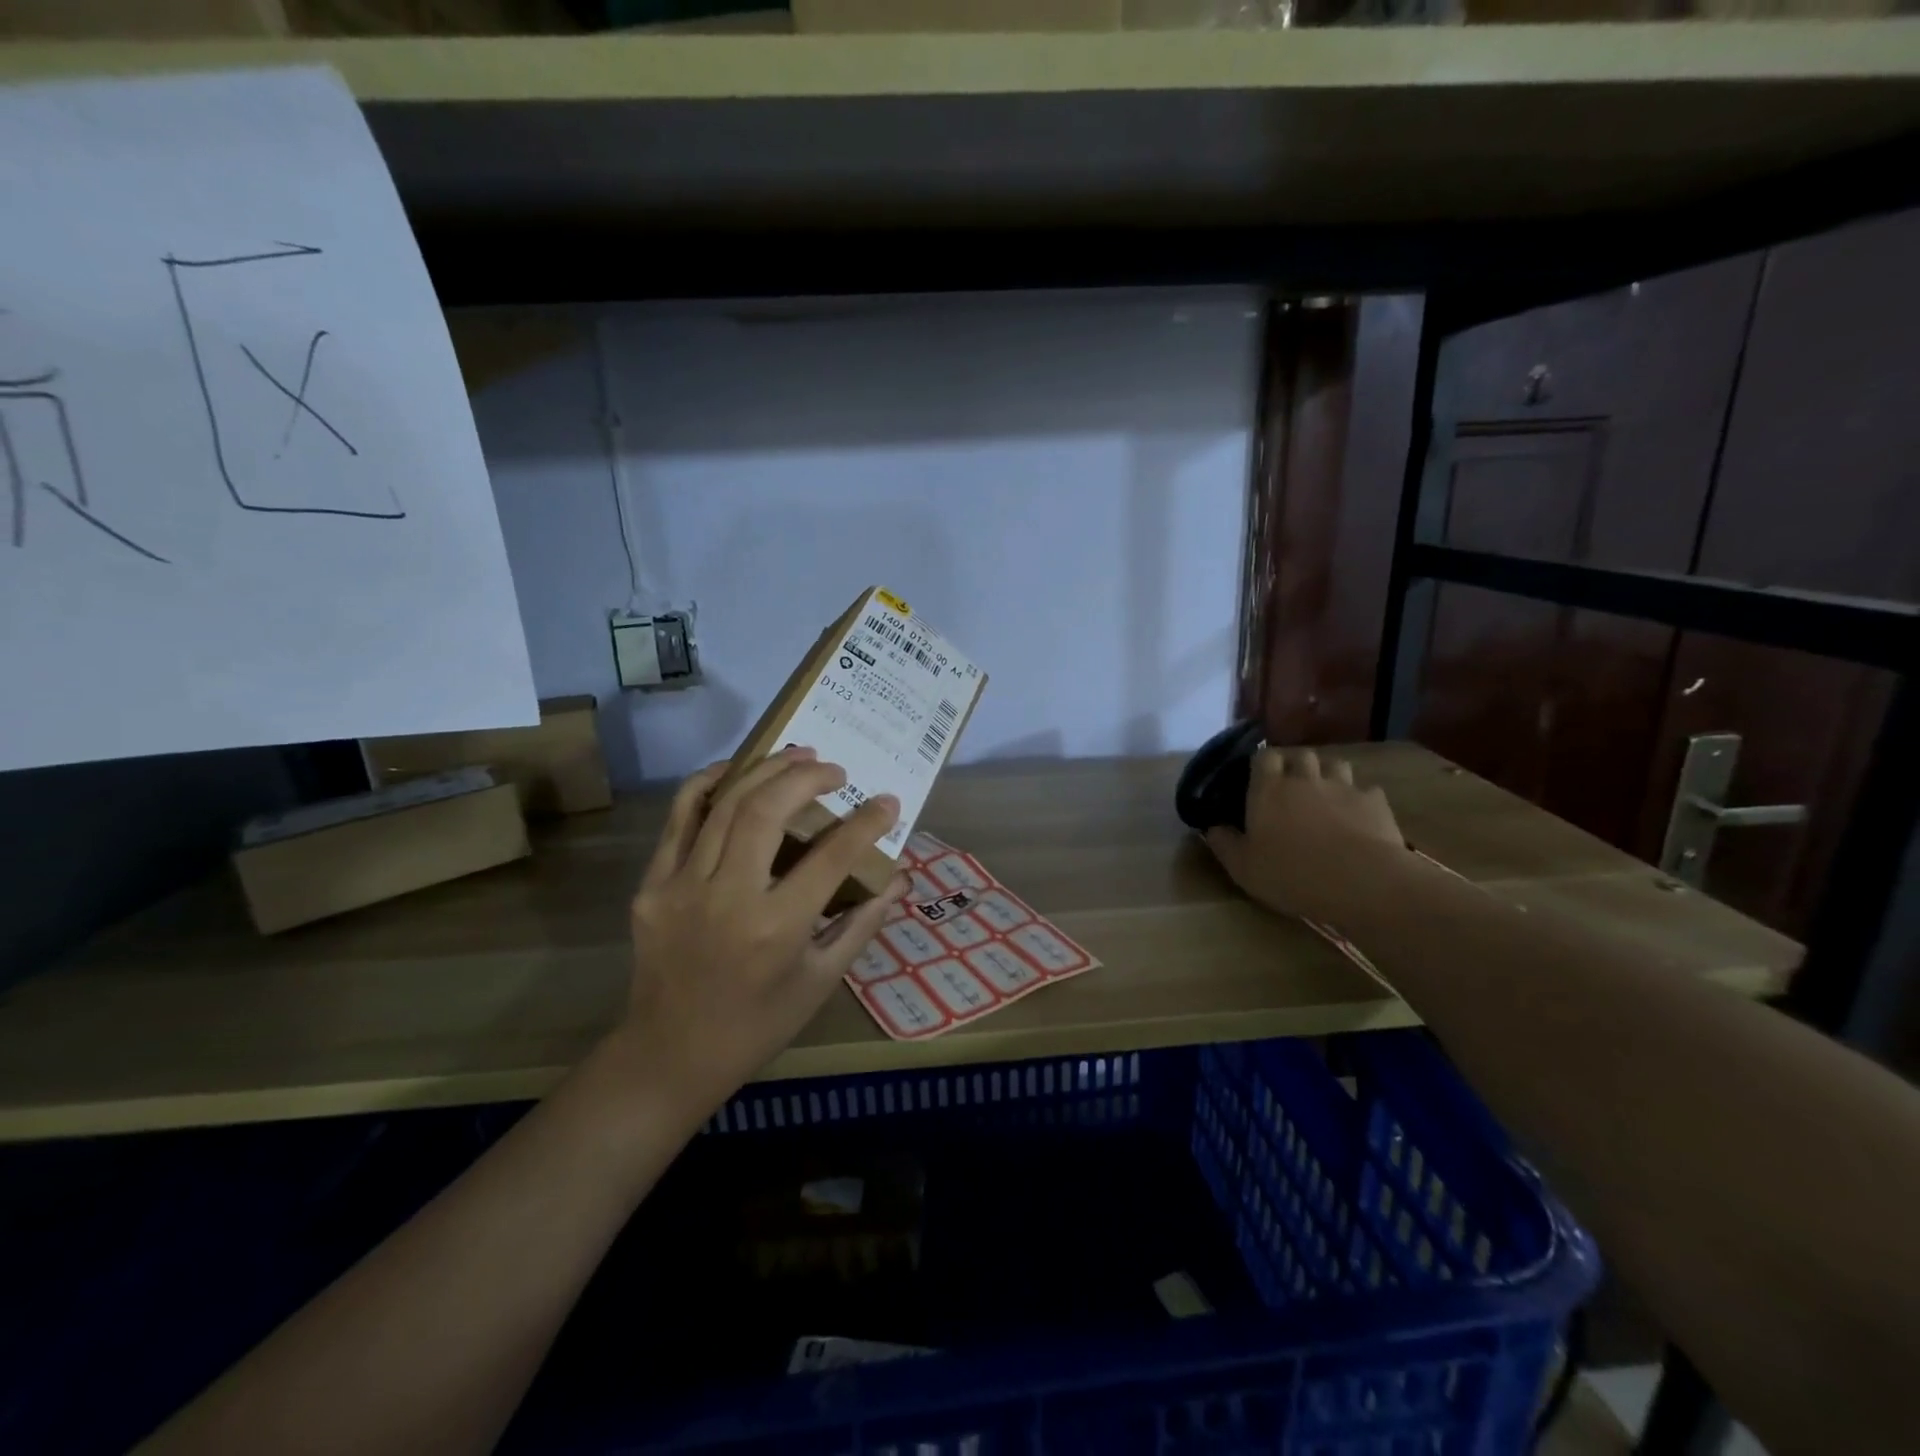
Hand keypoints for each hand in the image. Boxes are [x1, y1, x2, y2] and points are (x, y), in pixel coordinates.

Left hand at [615, 746, 908, 1118]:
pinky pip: (680, 818)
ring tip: (797, 756)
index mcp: (777, 928)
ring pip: (726, 805)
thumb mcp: (820, 980)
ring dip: (766, 771)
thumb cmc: (757, 1024)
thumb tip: (899, 879)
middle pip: (768, 812)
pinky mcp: (652, 884)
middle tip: (835, 770)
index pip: (831, 857)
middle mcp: (728, 898)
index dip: (866, 823)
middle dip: (807, 777)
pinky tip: (736, 770)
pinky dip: (709, 784)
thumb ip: (862, 923)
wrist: (669, 1054)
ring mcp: (682, 887)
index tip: (887, 803)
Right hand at [1205, 747, 1407, 919]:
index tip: (1258, 777)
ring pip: (1335, 765)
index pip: (1263, 757)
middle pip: (1301, 755)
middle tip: (1291, 785)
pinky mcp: (1375, 803)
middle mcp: (1305, 779)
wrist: (1362, 882)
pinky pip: (1365, 790)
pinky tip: (1357, 816)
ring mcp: (1344, 788)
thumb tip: (1212, 828)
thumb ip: (1224, 844)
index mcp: (1269, 789)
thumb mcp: (1243, 868)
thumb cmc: (1292, 874)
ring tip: (1325, 794)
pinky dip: (1359, 798)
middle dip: (1295, 764)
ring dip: (1327, 774)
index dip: (1261, 763)